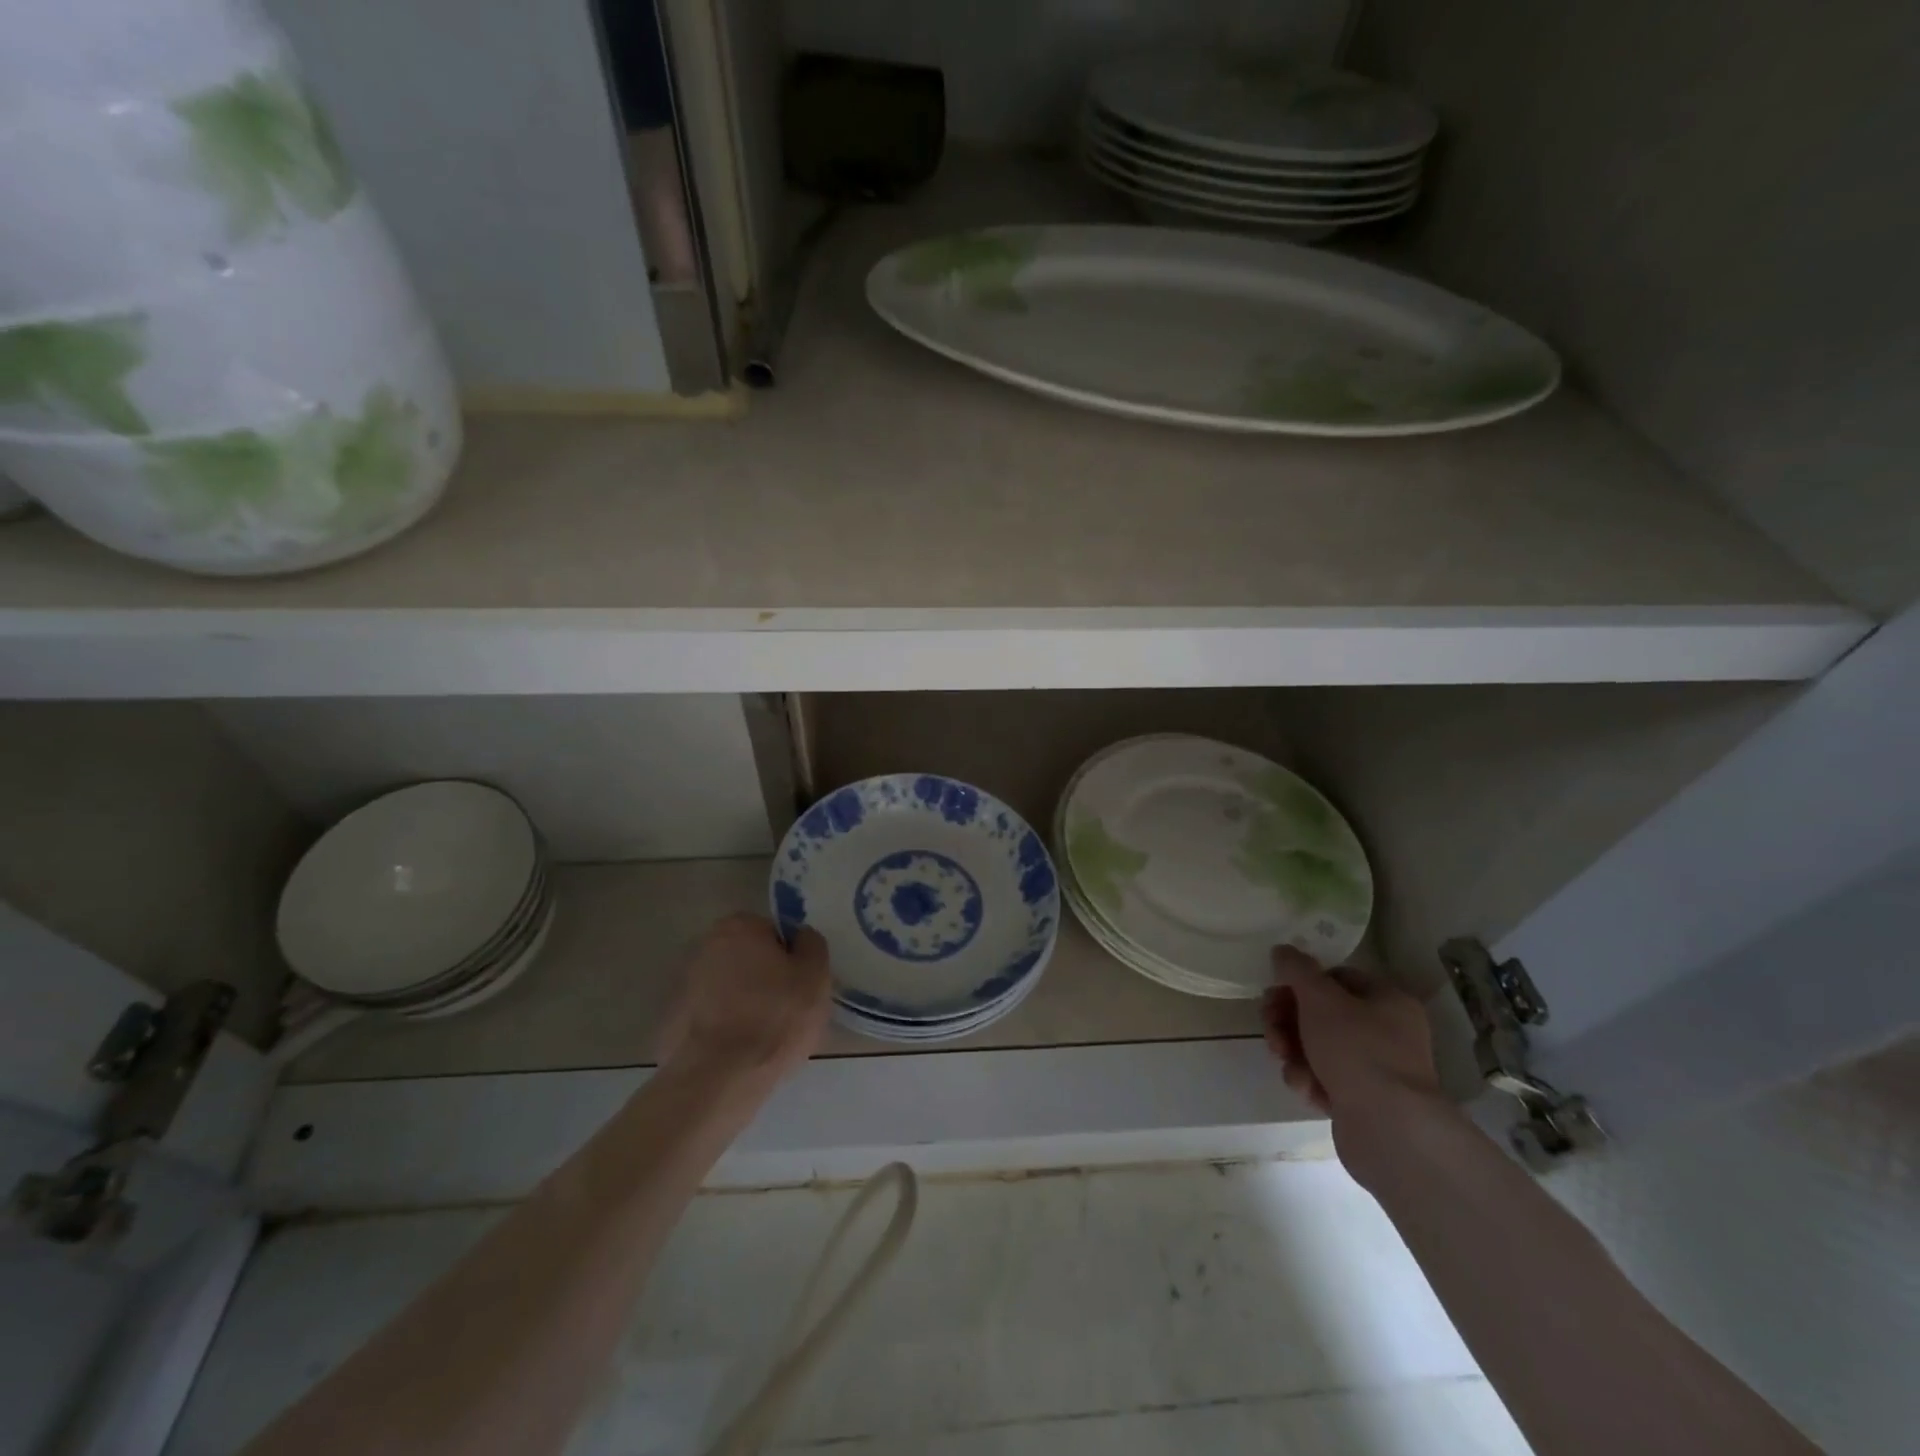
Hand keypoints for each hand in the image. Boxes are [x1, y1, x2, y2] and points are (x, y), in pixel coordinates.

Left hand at [659, 914, 831, 1092]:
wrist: (719, 1079)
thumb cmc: (774, 1018)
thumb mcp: (815, 976)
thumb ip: (812, 945)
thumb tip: (801, 938)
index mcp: (738, 927)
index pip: (774, 933)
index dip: (790, 958)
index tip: (799, 985)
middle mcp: (704, 946)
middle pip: (748, 958)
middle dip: (764, 978)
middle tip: (786, 1010)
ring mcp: (683, 985)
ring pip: (728, 988)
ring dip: (743, 1003)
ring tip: (762, 1037)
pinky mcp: (672, 1022)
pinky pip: (710, 1018)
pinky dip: (723, 1028)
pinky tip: (738, 1051)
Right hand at [1263, 947, 1446, 1168]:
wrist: (1390, 1129)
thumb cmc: (1356, 1050)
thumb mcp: (1319, 999)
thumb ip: (1297, 970)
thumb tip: (1283, 951)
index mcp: (1387, 1001)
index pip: (1337, 977)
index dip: (1302, 983)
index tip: (1275, 994)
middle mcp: (1388, 1032)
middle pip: (1323, 1014)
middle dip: (1288, 1022)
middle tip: (1271, 1032)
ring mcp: (1377, 1069)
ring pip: (1318, 1048)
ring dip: (1294, 1052)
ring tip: (1287, 1064)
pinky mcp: (1364, 1101)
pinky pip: (1326, 1079)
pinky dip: (1309, 1080)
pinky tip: (1305, 1089)